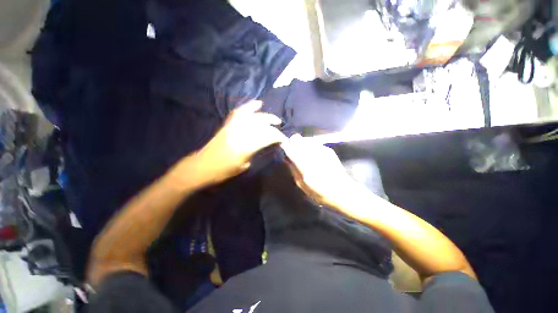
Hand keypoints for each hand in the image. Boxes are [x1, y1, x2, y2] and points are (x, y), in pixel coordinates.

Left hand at [194, 101, 286, 183]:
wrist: (202, 166)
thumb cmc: (223, 171)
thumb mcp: (243, 165)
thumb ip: (254, 153)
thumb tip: (262, 145)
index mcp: (246, 146)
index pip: (266, 137)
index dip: (277, 136)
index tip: (284, 138)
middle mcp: (240, 133)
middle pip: (260, 124)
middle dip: (272, 123)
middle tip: (280, 125)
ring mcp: (233, 127)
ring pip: (252, 116)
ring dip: (264, 115)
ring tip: (273, 117)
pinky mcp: (227, 124)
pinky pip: (239, 112)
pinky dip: (249, 107)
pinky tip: (257, 104)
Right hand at [281, 134, 356, 206]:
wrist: (343, 192)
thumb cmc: (320, 193)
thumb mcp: (302, 185)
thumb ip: (293, 169)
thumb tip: (287, 158)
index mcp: (304, 165)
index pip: (291, 149)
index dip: (285, 146)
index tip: (283, 147)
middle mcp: (313, 155)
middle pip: (298, 140)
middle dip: (293, 143)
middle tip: (292, 150)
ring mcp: (322, 150)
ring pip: (306, 140)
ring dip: (301, 144)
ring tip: (302, 152)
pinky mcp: (328, 150)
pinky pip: (314, 143)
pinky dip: (310, 146)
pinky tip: (312, 154)